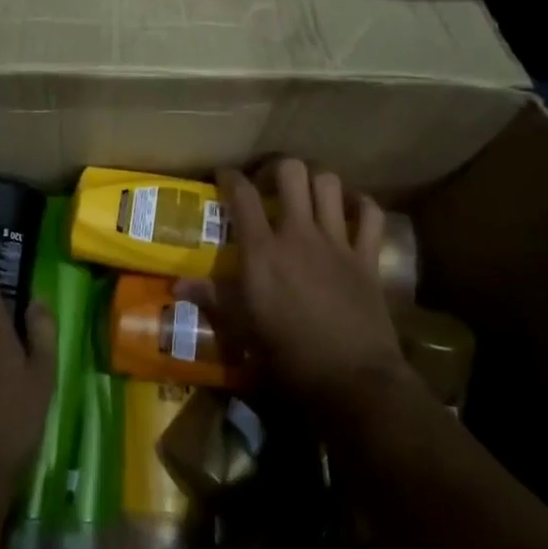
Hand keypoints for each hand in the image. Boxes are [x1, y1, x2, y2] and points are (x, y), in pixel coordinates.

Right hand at [210, 159, 410, 417]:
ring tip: (307, 193)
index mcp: (262, 251)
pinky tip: (350, 210)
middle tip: (269, 183)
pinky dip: (361, 205)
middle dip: (277, 168)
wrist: (351, 380)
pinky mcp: (366, 257)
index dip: (229, 176)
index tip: (224, 175)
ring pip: (329, 183)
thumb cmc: (287, 357)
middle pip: (291, 171)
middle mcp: (298, 234)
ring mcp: (336, 242)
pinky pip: (371, 214)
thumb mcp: (241, 329)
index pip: (241, 194)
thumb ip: (211, 298)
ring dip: (316, 181)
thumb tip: (176, 285)